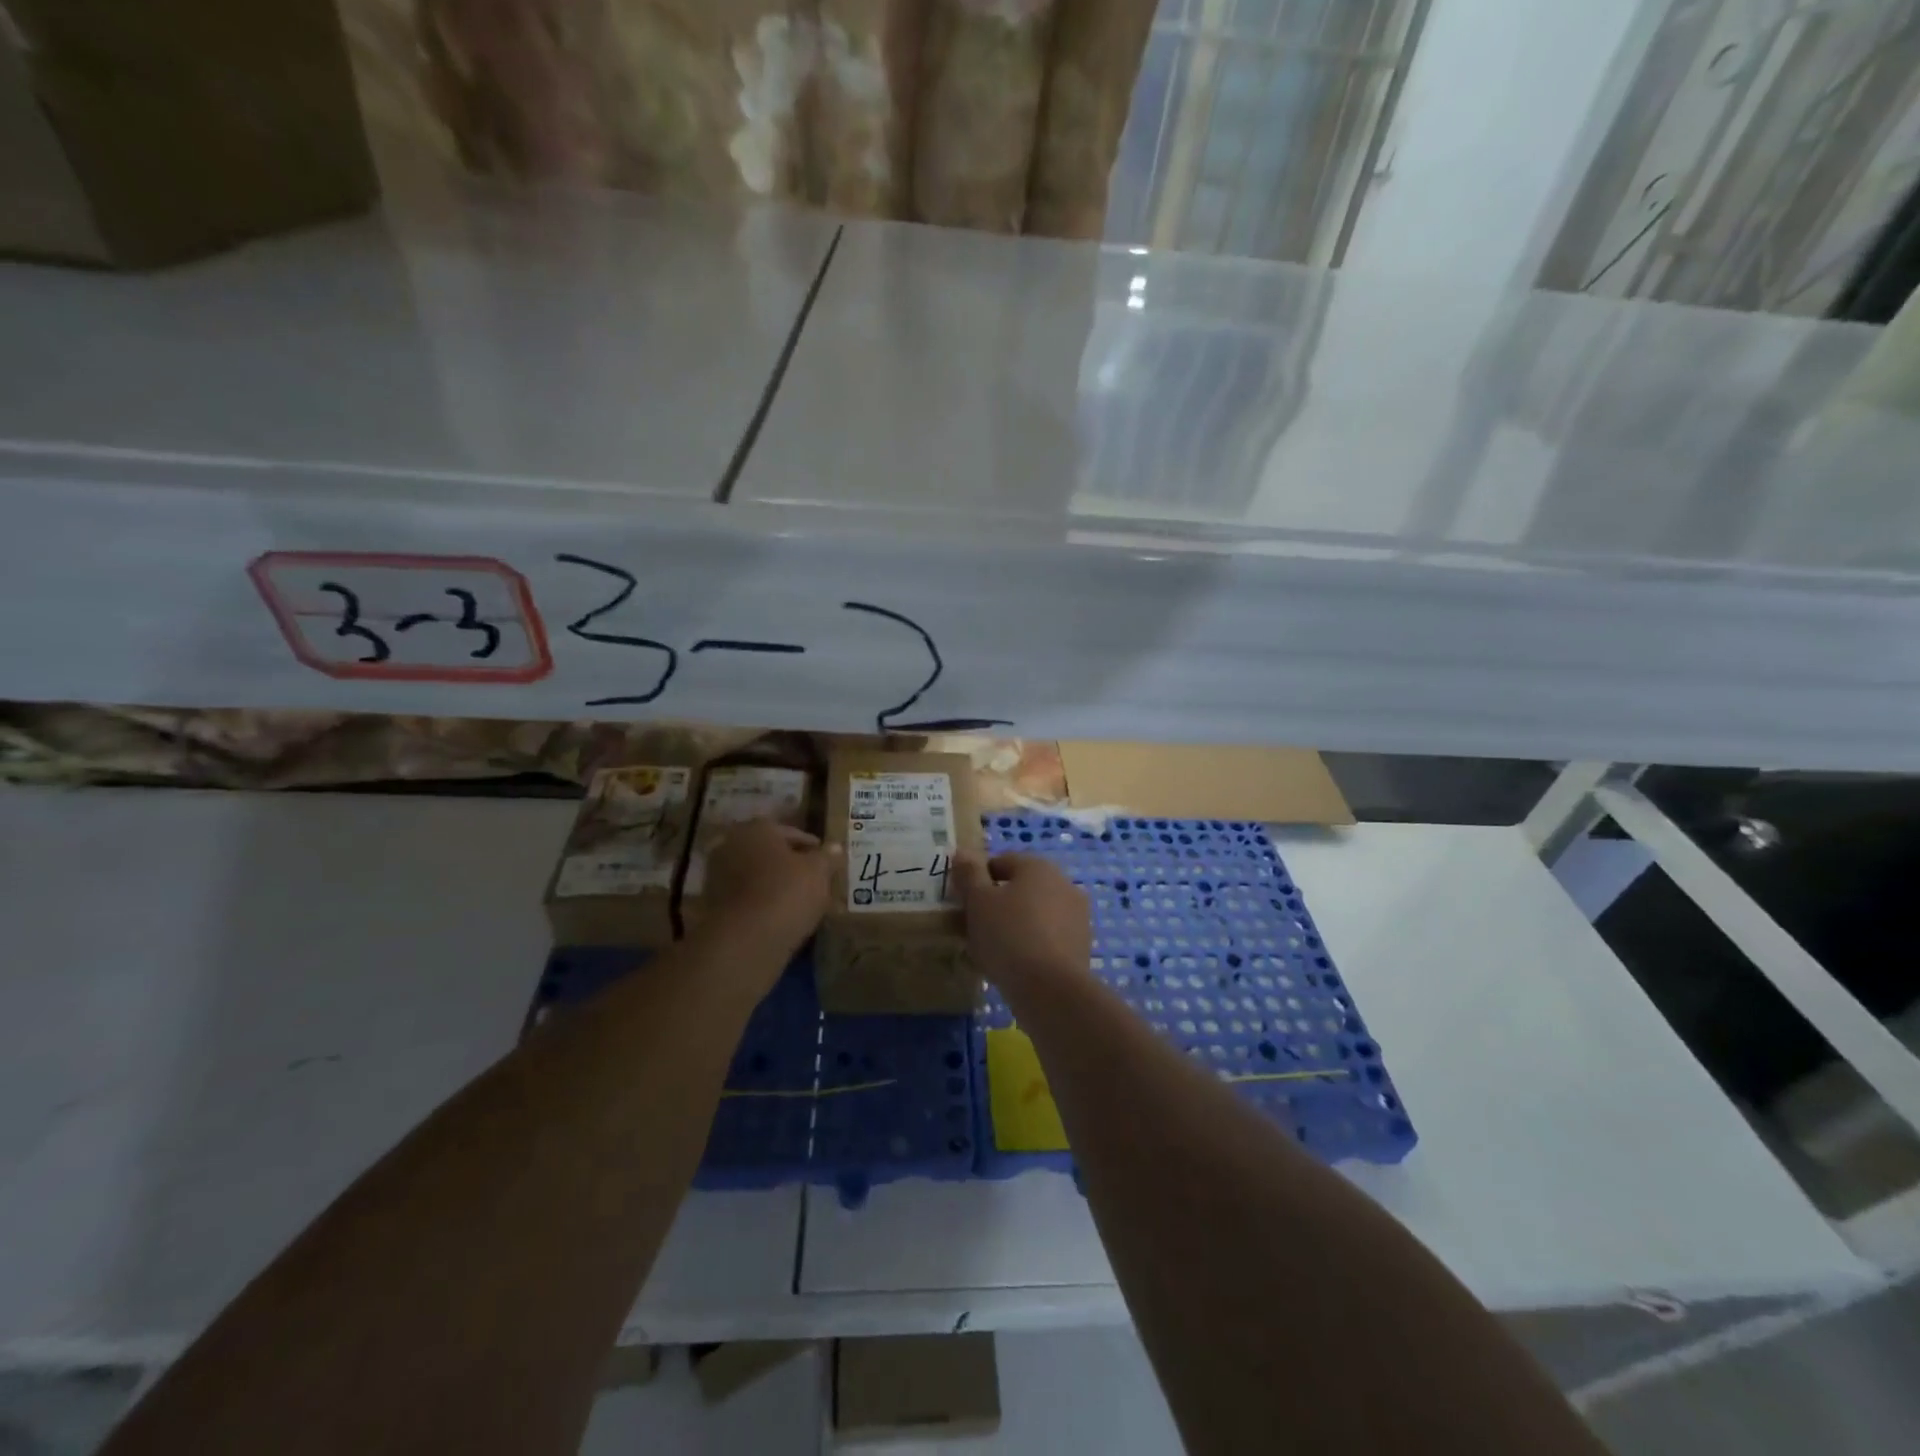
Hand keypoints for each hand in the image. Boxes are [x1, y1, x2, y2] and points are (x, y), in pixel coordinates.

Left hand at [701, 820, 835, 967]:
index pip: (790, 832)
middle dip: (789, 864)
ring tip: (799, 900)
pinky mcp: (712, 906)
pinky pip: (746, 897)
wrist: (745, 941)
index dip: (811, 846)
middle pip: (769, 852)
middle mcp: (731, 845)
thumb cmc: (786, 893)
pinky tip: (780, 915)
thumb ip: (827, 856)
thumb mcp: (818, 872)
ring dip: (774, 884)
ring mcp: (717, 876)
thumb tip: (834, 847)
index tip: (826, 860)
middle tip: (813, 879)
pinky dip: (762, 902)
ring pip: (756, 875)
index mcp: (756, 828)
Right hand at [954, 853, 1091, 992]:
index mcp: (1038, 866)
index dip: (976, 880)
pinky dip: (1029, 945)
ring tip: (990, 951)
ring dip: (1012, 925)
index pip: (1000, 862)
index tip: (962, 904)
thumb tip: (962, 852)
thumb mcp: (978, 901)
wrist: (1051, 989)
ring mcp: (1076, 915)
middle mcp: (1063, 883)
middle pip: (1018, 888)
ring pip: (1033, 914)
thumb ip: (969, 874)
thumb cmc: (1008, 936)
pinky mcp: (1080, 945)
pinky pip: (1046, 937)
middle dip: (995, 904)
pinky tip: (1013, 966)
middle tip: (972, 929)